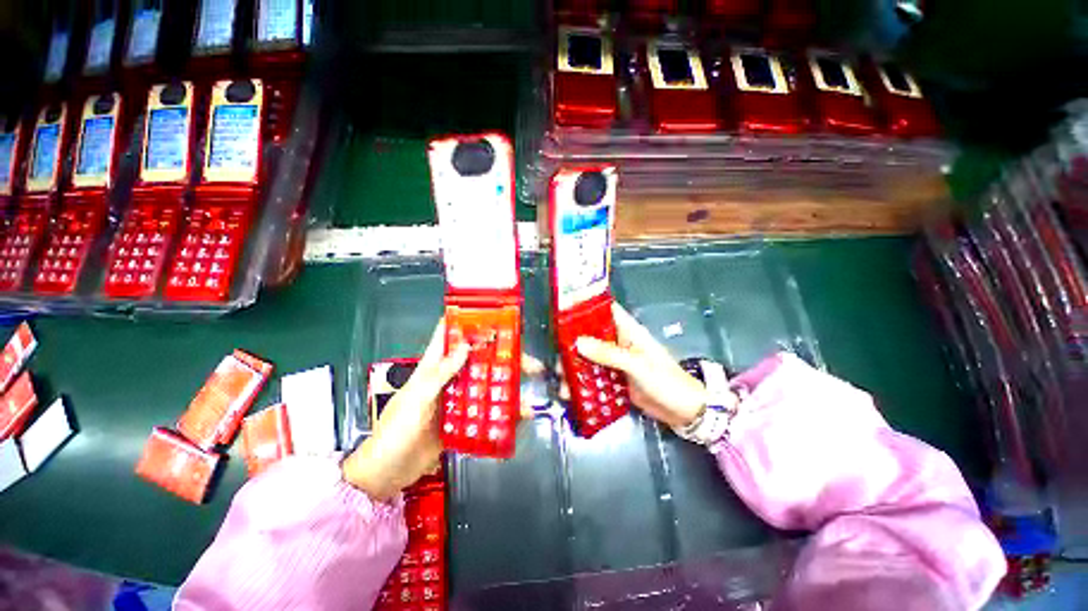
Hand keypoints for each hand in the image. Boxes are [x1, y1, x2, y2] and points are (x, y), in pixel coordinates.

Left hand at [342, 320, 545, 501]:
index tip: (497, 318)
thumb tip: (466, 346)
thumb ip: (440, 373)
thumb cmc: (396, 430)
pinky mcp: (462, 420)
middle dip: (503, 358)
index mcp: (433, 366)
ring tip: (529, 395)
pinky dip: (500, 413)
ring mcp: (457, 399)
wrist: (387, 473)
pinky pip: (485, 412)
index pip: (450, 334)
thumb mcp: (417, 398)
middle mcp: (448, 378)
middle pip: (479, 360)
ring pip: (485, 385)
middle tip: (529, 364)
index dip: (470, 322)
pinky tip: (517, 418)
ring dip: (506, 387)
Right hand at [572, 303, 708, 428]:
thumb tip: (578, 342)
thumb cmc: (665, 380)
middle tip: (557, 357)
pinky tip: (571, 392)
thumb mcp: (636, 365)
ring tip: (562, 381)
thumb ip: (608, 353)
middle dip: (573, 345)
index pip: (606, 311)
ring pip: (590, 358)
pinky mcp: (615, 378)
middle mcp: (619, 342)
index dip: (586, 309)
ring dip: (575, 367)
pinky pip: (595, 376)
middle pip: (592, 336)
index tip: (564, 313)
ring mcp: (616, 361)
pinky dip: (583, 382)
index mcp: (628, 331)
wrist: (683, 411)